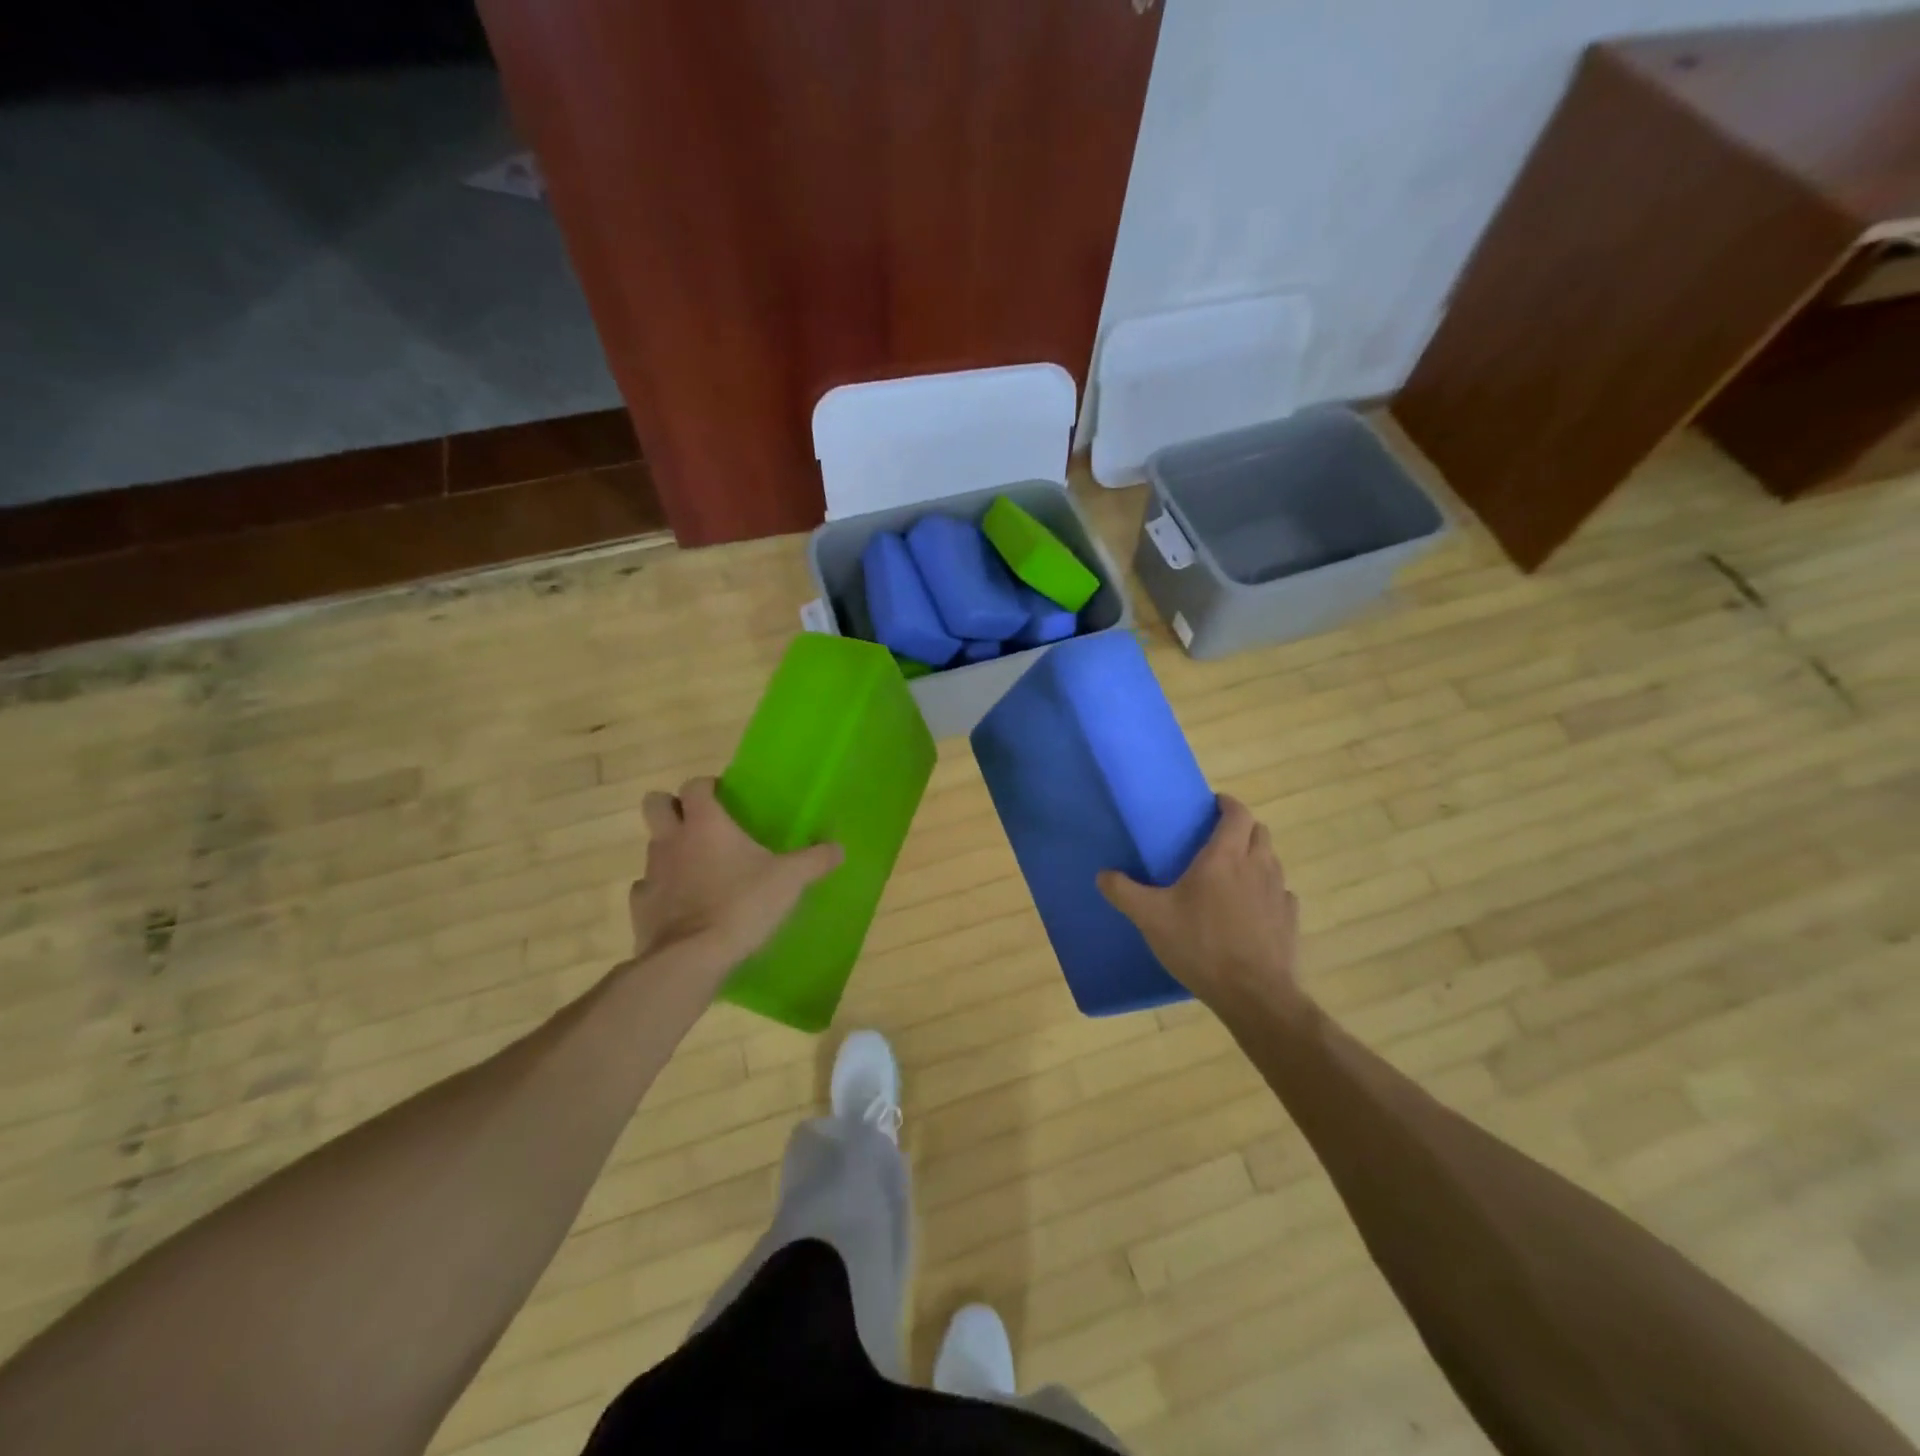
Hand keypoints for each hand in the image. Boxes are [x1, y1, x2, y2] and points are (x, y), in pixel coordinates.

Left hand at [628, 778, 842, 969]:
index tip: (725, 797)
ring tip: (700, 870)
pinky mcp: (641, 907)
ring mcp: (651, 873)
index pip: (695, 785)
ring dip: (671, 851)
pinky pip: (648, 888)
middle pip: (655, 804)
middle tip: (700, 824)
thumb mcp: (789, 881)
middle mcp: (672, 840)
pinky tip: (684, 905)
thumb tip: (838, 848)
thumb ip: (814, 861)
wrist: (691, 959)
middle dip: (672, 807)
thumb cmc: (741, 905)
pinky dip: (663, 891)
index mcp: (705, 824)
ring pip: (653, 847)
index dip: (707, 786)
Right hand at [1097, 795, 1303, 1015]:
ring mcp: (1279, 894)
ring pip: (1272, 860)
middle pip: (1260, 831)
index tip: (1213, 804)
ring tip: (1233, 873)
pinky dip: (1267, 890)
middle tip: (1218, 838)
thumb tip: (1103, 874)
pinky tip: (1251, 908)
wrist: (1253, 994)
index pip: (1237, 814)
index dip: (1227, 804)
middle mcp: (1257, 867)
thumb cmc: (1201, 945)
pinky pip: (1281, 893)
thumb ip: (1123, 892)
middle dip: (1242, 827)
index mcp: (1225, 857)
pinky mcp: (1290, 920)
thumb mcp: (1151, 918)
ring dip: (1256, 857)